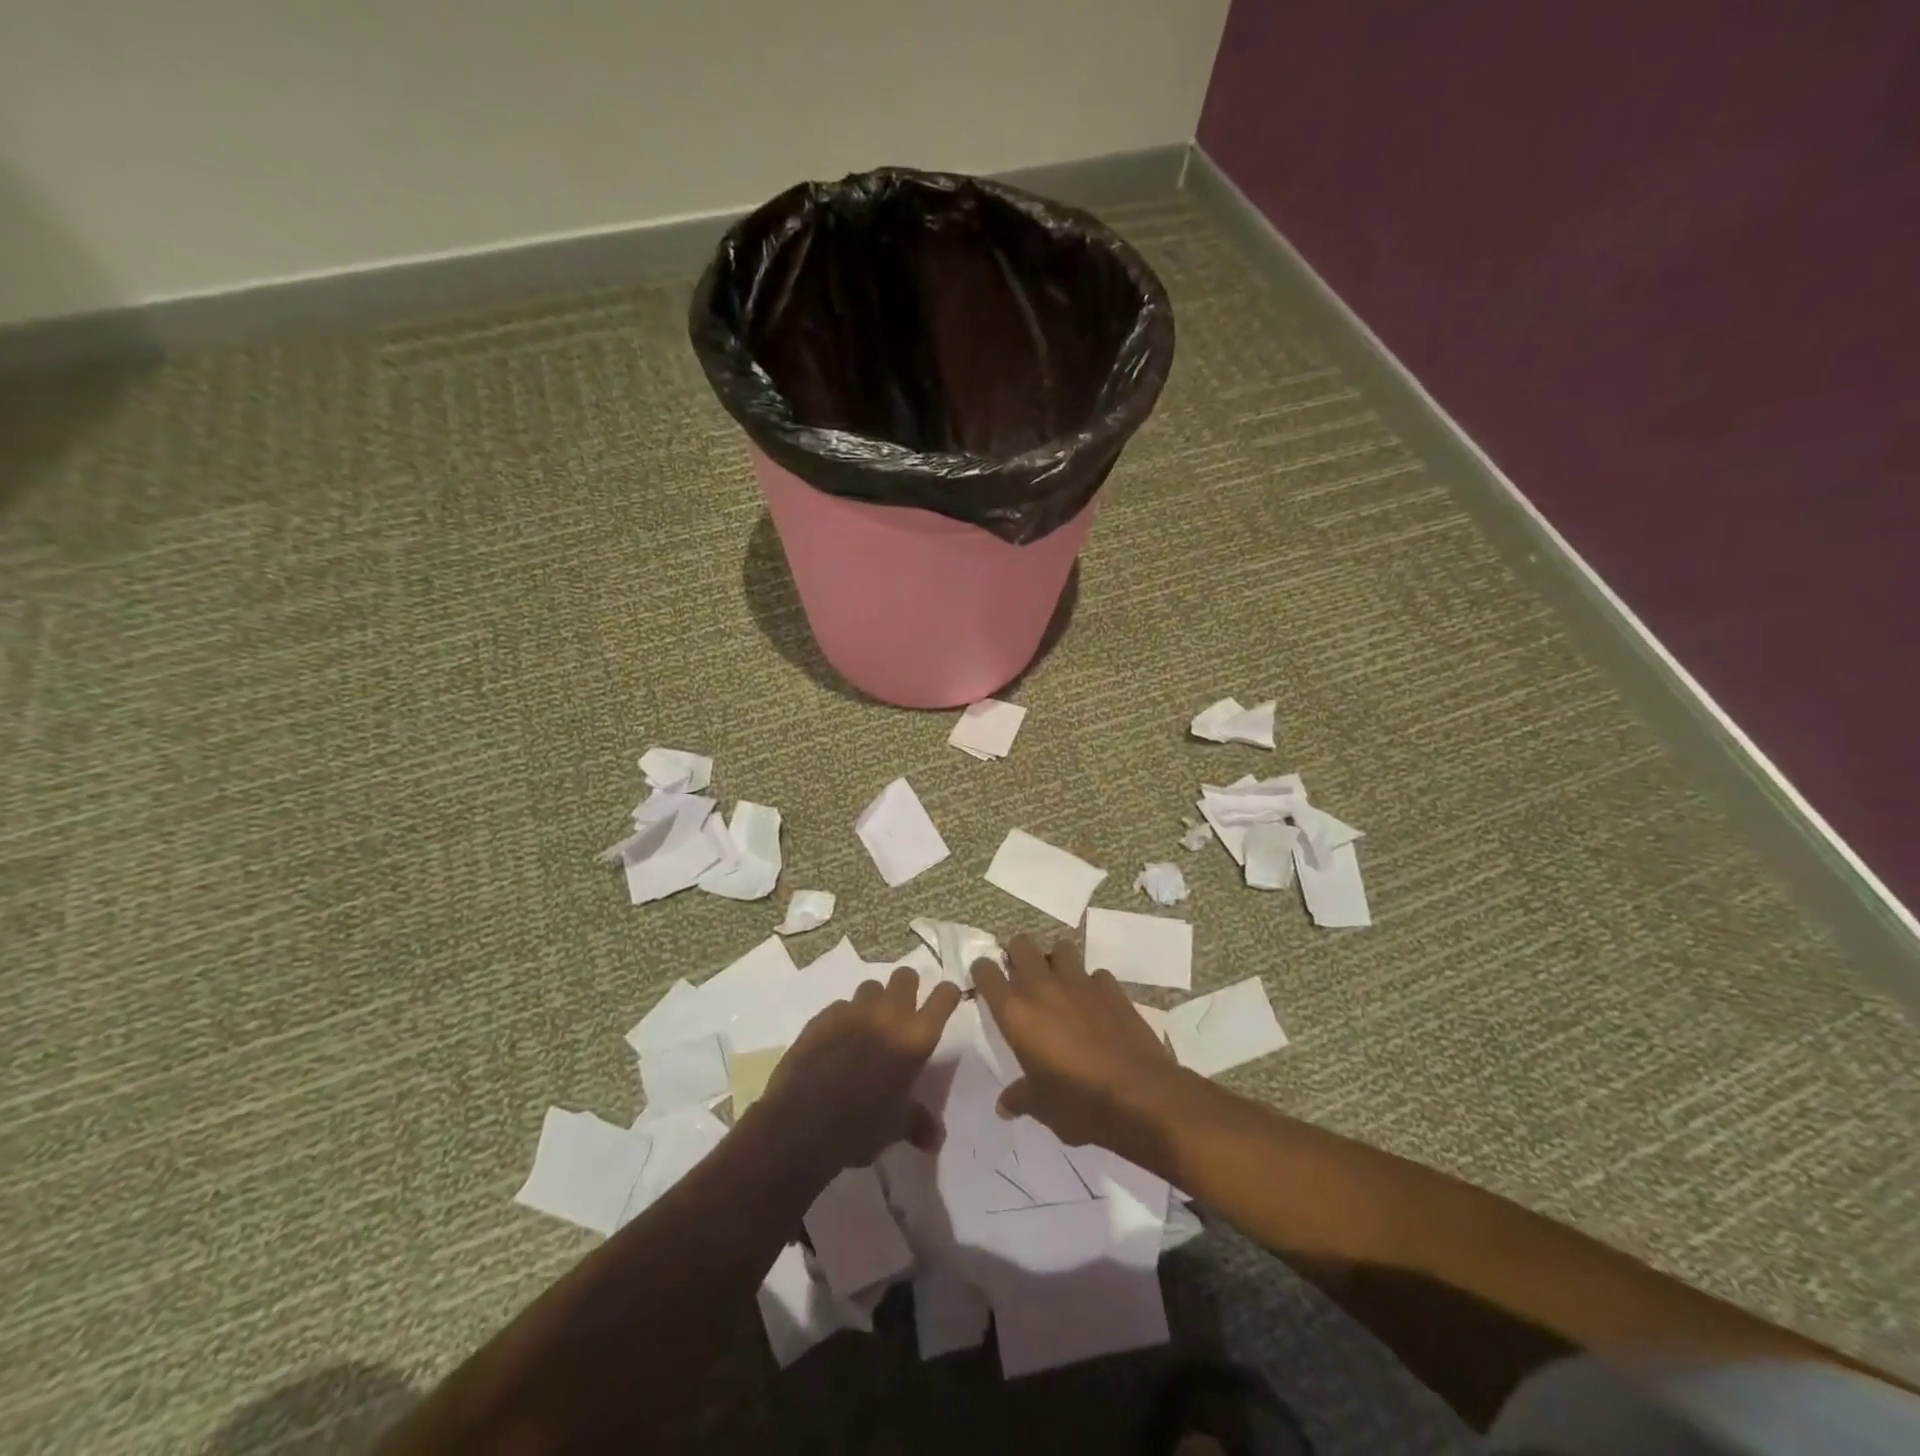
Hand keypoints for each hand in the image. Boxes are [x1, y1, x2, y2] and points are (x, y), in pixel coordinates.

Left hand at [754, 967, 961, 1178]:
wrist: (801, 1124)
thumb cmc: (859, 1127)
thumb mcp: (895, 1128)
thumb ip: (918, 1123)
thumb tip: (936, 1139)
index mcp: (915, 1038)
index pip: (943, 998)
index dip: (947, 995)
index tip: (946, 999)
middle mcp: (888, 1015)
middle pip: (905, 976)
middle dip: (908, 987)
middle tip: (903, 1010)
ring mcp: (853, 1011)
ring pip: (871, 987)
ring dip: (874, 1002)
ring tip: (868, 1027)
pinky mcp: (823, 1017)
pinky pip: (840, 1006)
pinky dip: (844, 1019)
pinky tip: (836, 1042)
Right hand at [971, 934, 1181, 1164]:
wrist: (1139, 1095)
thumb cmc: (1078, 1103)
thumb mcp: (1041, 1107)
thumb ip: (1020, 1097)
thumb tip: (1004, 1106)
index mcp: (1015, 1012)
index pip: (986, 972)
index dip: (982, 973)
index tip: (985, 981)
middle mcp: (1042, 987)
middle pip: (1021, 944)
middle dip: (1018, 955)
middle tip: (1021, 978)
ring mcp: (1079, 982)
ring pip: (1060, 947)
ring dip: (1056, 961)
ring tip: (1059, 984)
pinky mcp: (1111, 987)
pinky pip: (1095, 974)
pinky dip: (1092, 984)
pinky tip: (1095, 1005)